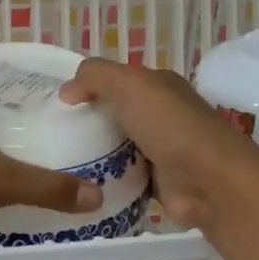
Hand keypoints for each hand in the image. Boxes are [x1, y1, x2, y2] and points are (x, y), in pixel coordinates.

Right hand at [60, 57, 258, 230]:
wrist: (210, 183)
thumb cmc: (170, 127)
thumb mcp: (130, 85)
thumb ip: (95, 76)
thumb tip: (66, 91)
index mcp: (158, 86)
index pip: (114, 80)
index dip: (85, 87)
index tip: (54, 104)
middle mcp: (160, 114)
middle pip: (112, 114)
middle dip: (84, 122)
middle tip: (48, 135)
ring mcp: (159, 149)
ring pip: (114, 147)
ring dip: (91, 154)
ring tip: (55, 161)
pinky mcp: (156, 182)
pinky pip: (120, 177)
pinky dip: (103, 180)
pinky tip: (77, 184)